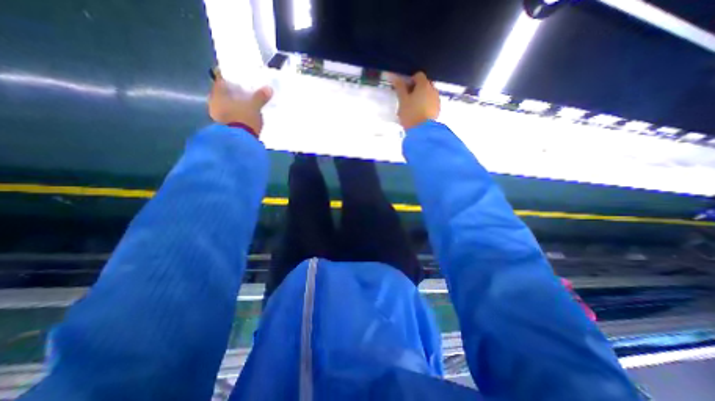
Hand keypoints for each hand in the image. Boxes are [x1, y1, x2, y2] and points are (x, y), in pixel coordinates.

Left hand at [209, 69, 274, 135]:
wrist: (240, 141)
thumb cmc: (244, 118)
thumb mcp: (254, 107)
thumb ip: (260, 97)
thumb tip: (268, 88)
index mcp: (218, 94)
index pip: (221, 80)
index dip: (230, 78)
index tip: (238, 77)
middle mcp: (214, 103)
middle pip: (224, 93)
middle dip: (233, 92)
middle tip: (245, 91)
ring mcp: (218, 116)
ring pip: (226, 105)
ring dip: (235, 104)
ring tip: (247, 104)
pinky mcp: (224, 127)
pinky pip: (230, 115)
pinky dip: (236, 113)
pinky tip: (244, 115)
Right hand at [389, 71, 438, 128]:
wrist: (423, 131)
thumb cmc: (411, 114)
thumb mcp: (402, 101)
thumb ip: (400, 88)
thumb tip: (395, 77)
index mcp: (424, 85)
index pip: (418, 75)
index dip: (410, 81)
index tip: (404, 90)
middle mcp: (433, 89)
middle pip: (424, 84)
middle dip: (416, 89)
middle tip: (408, 100)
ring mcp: (437, 99)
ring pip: (428, 94)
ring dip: (422, 97)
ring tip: (414, 108)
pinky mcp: (438, 109)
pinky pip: (431, 103)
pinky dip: (426, 105)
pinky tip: (420, 114)